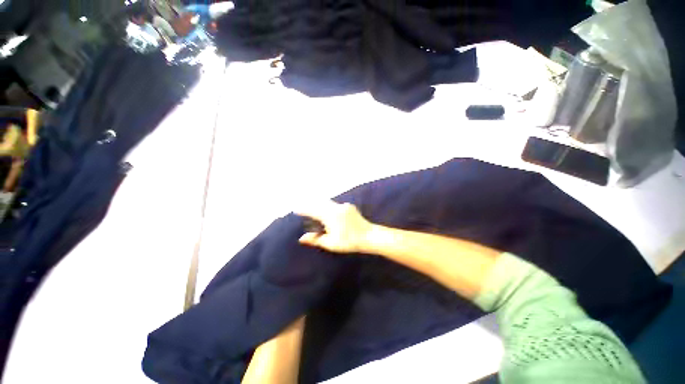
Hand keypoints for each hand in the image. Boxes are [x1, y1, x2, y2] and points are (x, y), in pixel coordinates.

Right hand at [296, 201, 372, 253]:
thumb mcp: (331, 243)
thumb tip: (302, 238)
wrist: (369, 236)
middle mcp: (336, 207)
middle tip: (303, 207)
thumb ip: (315, 239)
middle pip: (320, 203)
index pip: (313, 210)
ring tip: (314, 208)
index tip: (296, 209)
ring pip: (328, 202)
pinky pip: (335, 204)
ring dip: (320, 204)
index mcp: (330, 215)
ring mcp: (344, 206)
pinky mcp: (350, 207)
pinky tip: (328, 210)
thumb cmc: (349, 242)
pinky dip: (329, 206)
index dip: (304, 209)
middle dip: (311, 204)